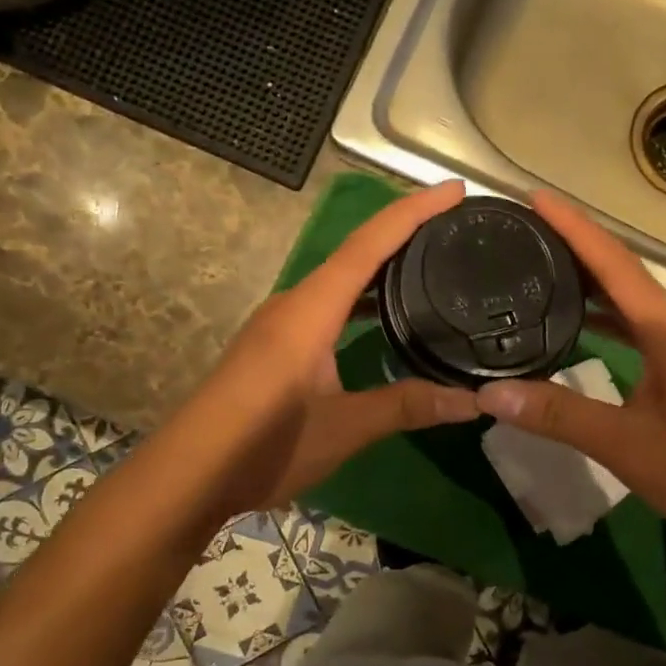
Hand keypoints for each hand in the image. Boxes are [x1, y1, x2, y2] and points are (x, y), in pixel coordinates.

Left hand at [175, 181, 480, 517]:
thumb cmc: (266, 443)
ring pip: (338, 280)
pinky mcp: (273, 346)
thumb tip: (476, 402)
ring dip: (380, 266)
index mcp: (311, 310)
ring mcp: (279, 325)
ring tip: (426, 264)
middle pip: (354, 252)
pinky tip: (380, 318)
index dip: (413, 212)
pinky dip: (359, 299)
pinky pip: (326, 305)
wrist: (189, 474)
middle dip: (402, 231)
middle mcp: (294, 304)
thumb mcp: (346, 427)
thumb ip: (408, 406)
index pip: (369, 245)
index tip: (454, 191)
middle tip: (451, 226)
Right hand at [475, 190, 665, 552]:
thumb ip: (559, 416)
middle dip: (579, 248)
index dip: (575, 229)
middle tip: (529, 231)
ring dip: (595, 283)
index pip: (616, 265)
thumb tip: (491, 393)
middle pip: (627, 274)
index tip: (535, 199)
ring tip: (547, 268)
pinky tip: (586, 324)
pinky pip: (648, 326)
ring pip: (639, 301)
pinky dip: (614, 317)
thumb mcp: (625, 446)